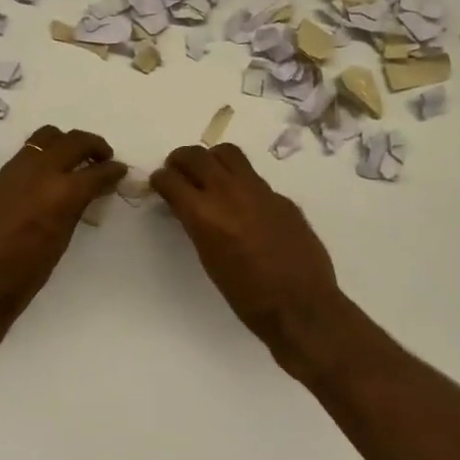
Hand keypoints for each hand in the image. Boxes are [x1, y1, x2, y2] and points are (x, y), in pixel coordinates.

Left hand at [0, 125, 126, 324]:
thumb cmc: (23, 276)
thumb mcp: (60, 242)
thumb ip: (74, 209)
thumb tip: (86, 192)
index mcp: (61, 193)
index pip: (97, 171)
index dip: (113, 170)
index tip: (119, 171)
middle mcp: (38, 172)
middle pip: (73, 141)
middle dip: (93, 146)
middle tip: (102, 157)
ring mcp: (12, 171)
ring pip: (44, 138)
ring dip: (64, 144)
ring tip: (71, 161)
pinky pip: (22, 158)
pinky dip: (39, 161)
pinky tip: (39, 183)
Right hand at [151, 143, 343, 365]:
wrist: (300, 306)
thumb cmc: (246, 296)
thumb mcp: (209, 259)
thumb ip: (198, 225)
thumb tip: (191, 208)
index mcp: (204, 214)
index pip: (171, 179)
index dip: (160, 179)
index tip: (159, 183)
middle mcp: (229, 193)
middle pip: (197, 156)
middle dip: (180, 160)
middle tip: (177, 171)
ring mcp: (259, 190)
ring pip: (228, 154)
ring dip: (211, 160)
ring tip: (209, 175)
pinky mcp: (281, 197)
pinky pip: (254, 178)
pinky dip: (240, 183)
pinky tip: (244, 206)